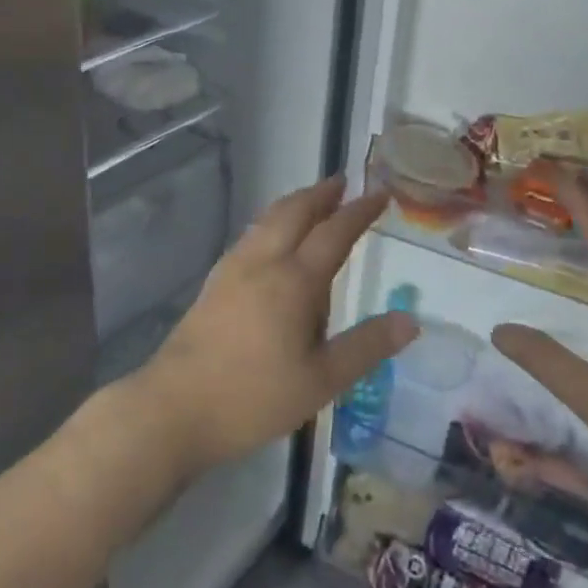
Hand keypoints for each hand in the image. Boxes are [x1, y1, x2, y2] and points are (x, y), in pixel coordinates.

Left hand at [132, 177, 417, 476]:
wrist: (176, 405)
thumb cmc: (254, 397)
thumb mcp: (321, 380)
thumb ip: (366, 347)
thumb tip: (410, 320)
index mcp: (294, 280)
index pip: (334, 232)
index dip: (359, 211)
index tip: (380, 193)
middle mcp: (263, 261)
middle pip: (294, 212)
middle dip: (321, 193)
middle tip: (344, 182)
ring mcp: (233, 267)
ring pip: (268, 219)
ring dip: (294, 204)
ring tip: (313, 202)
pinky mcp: (215, 281)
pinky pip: (252, 235)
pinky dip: (273, 222)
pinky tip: (273, 240)